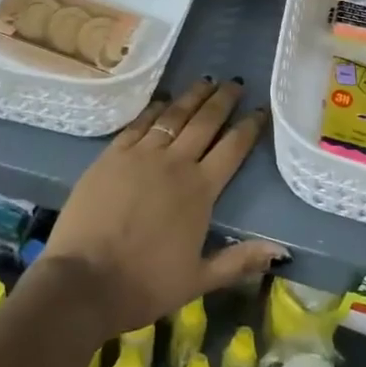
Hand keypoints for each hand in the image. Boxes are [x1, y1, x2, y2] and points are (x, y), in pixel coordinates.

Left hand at [43, 78, 284, 338]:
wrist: (83, 281)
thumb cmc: (144, 285)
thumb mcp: (198, 280)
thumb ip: (239, 261)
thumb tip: (282, 251)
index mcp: (200, 190)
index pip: (233, 149)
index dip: (249, 127)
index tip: (261, 110)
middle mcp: (175, 163)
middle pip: (205, 122)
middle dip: (223, 100)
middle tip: (235, 83)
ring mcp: (141, 155)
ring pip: (173, 116)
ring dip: (192, 97)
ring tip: (205, 81)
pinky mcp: (112, 155)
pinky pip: (139, 123)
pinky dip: (154, 109)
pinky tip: (162, 102)